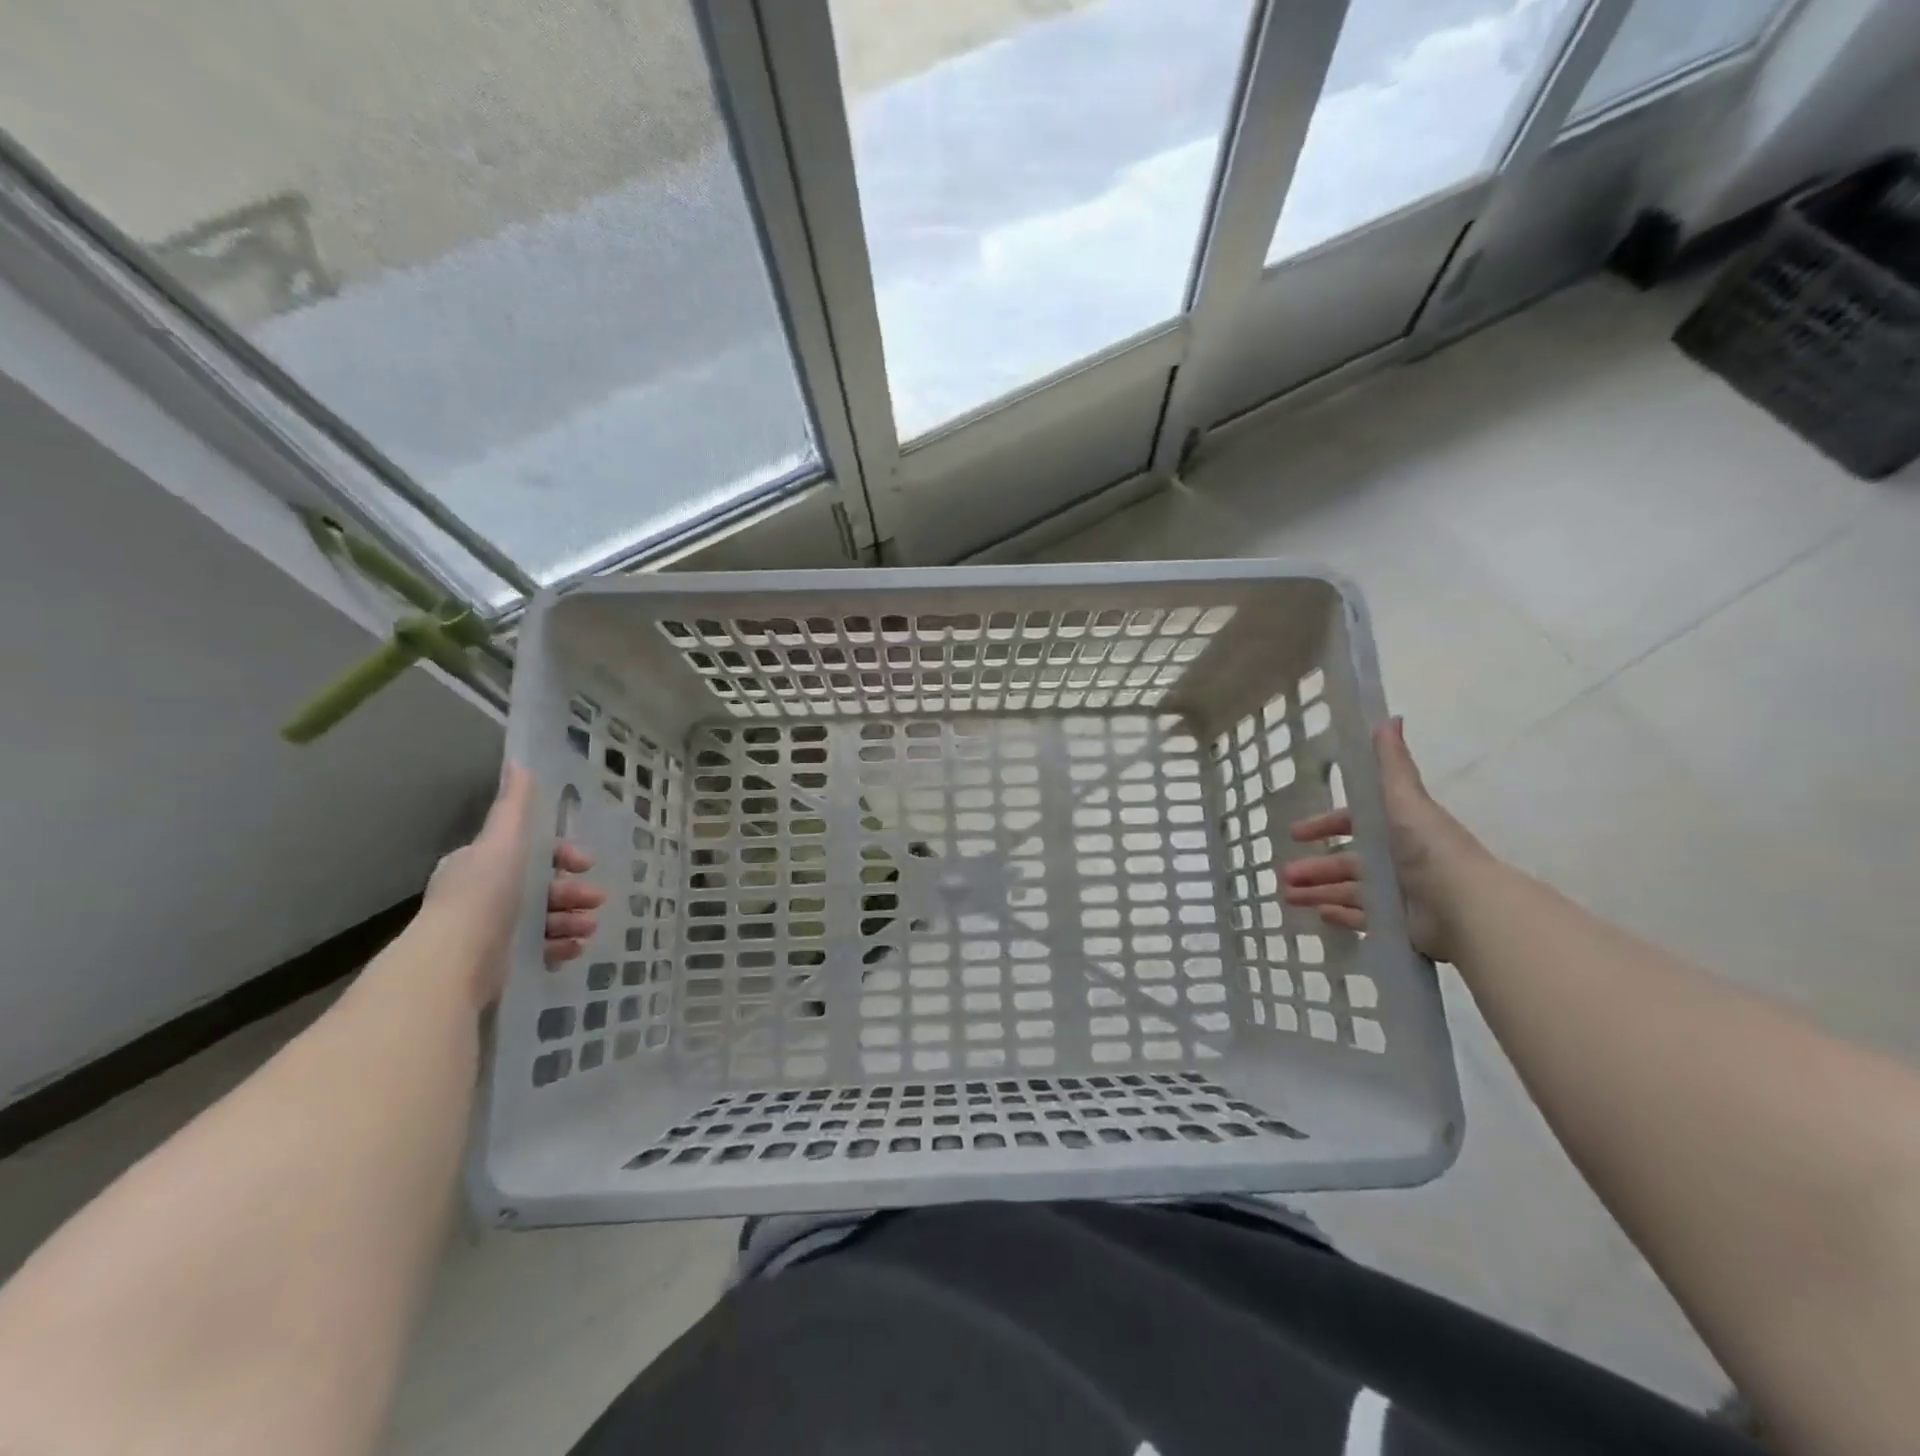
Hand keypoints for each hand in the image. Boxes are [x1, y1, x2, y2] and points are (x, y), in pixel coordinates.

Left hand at [421, 763, 604, 1006]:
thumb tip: (519, 762)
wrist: (457, 960)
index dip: (563, 855)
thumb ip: (514, 805)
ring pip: (546, 918)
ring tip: (587, 929)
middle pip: (544, 887)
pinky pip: (541, 949)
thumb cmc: (484, 893)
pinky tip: (573, 949)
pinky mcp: (502, 963)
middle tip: (596, 900)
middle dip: (574, 891)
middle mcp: (487, 895)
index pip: (532, 853)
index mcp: (484, 863)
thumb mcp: (503, 840)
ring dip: (573, 919)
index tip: (585, 863)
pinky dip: (560, 946)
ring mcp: (494, 931)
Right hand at [1282, 717, 1489, 962]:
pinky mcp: (1399, 924)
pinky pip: (1362, 919)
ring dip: (1317, 891)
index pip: (1354, 825)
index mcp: (1397, 830)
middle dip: (1314, 866)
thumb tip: (1390, 718)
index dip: (1325, 826)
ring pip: (1348, 891)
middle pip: (1347, 862)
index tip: (1296, 834)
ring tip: (1287, 897)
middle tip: (1284, 874)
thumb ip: (1392, 764)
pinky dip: (1340, 916)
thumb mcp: (1405, 799)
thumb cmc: (1428, 849)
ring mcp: (1398, 895)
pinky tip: (1316, 915)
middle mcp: (1397, 861)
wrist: (1464, 905)